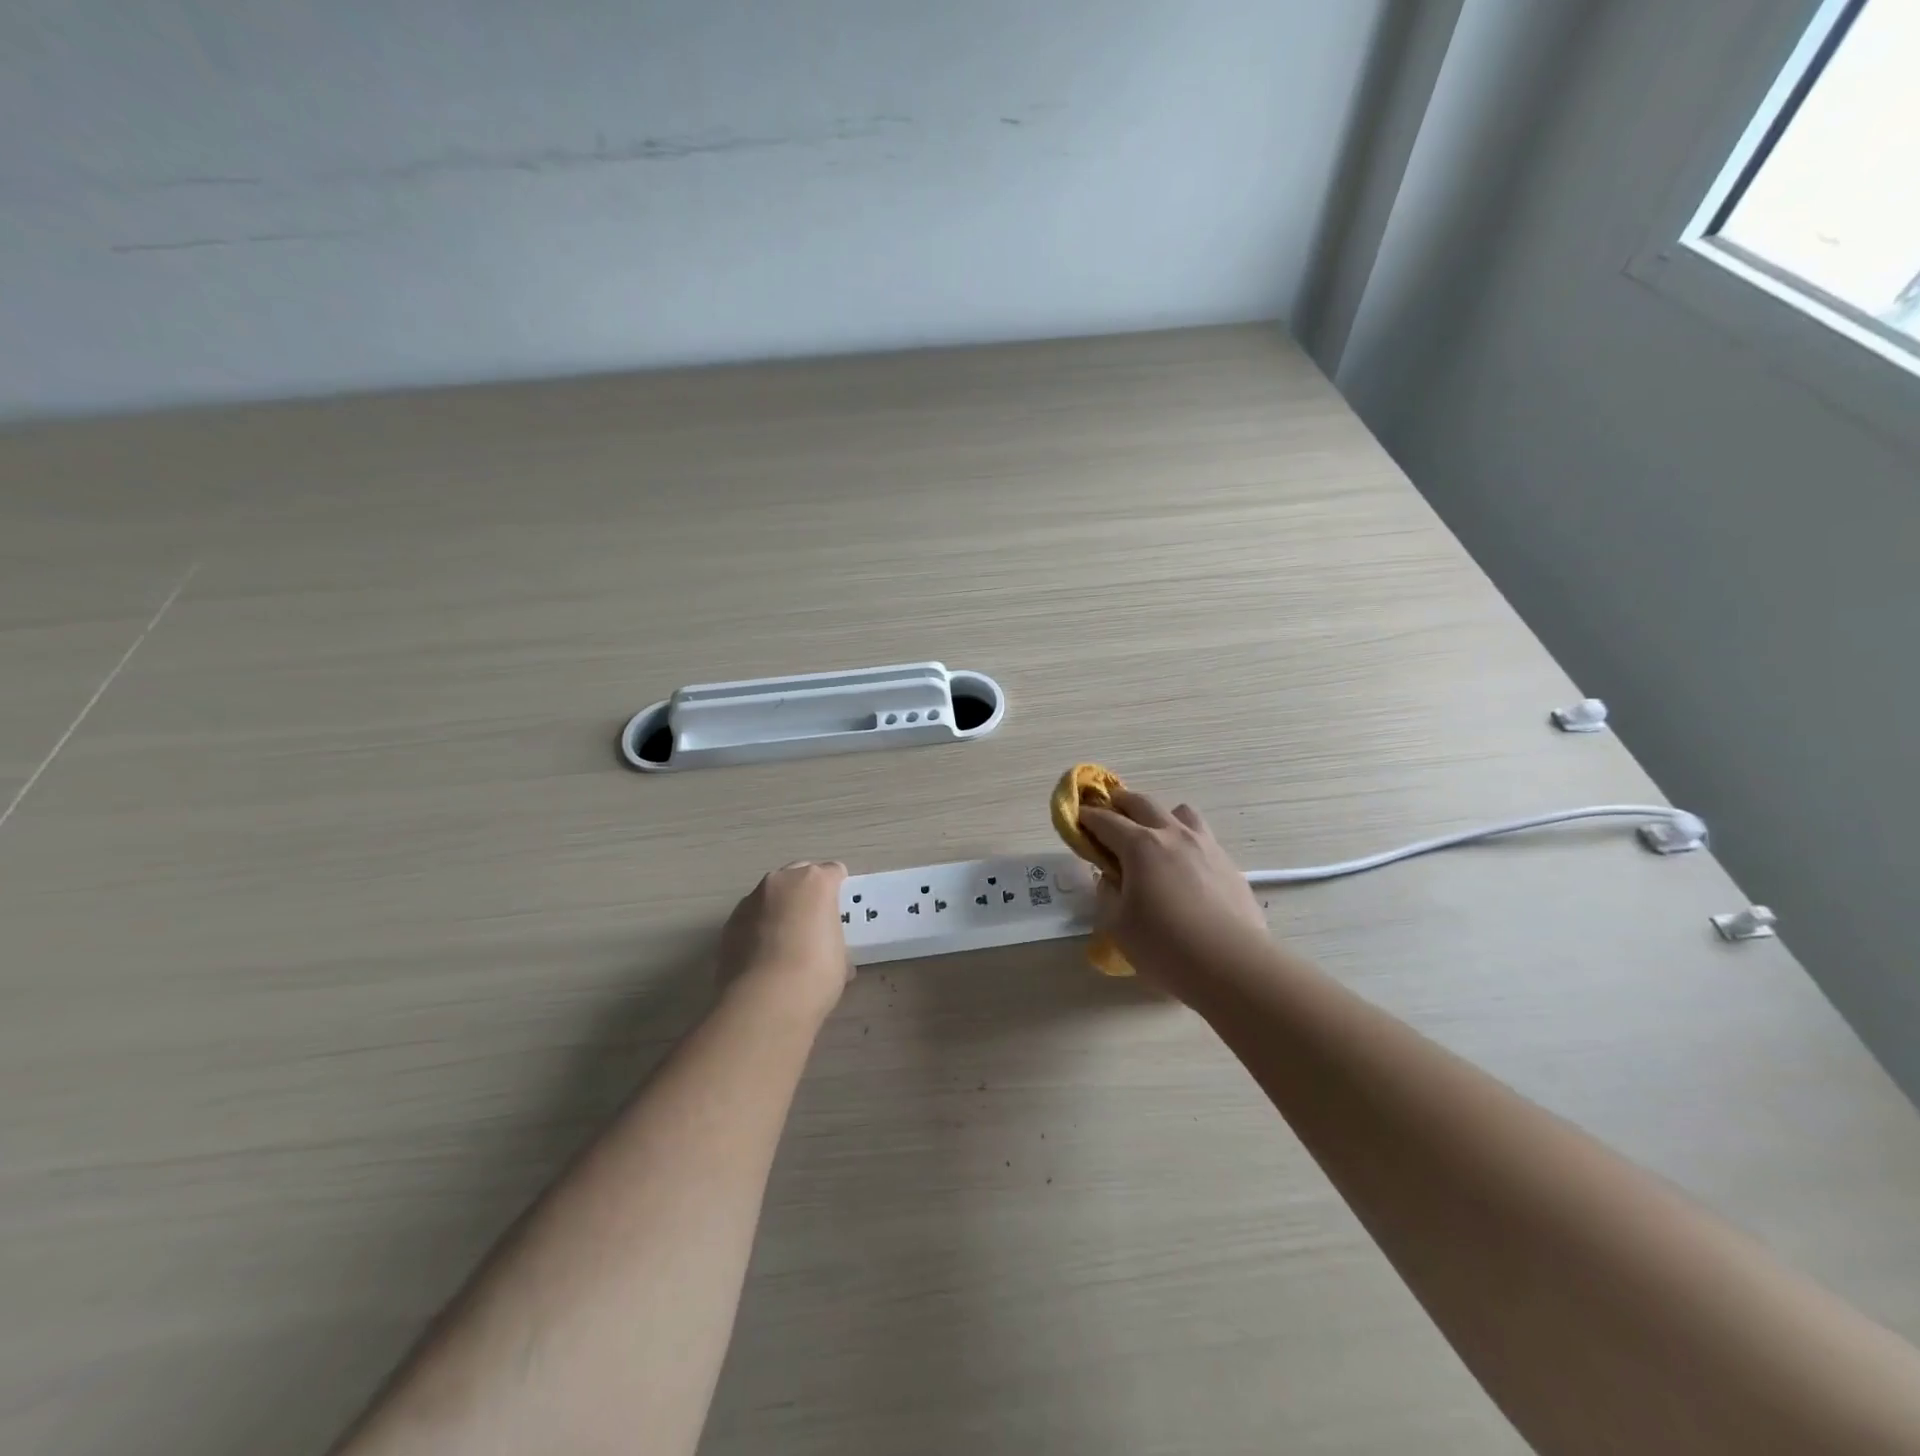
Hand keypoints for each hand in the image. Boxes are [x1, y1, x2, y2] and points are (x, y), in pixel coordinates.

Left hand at [718, 861, 851, 1022]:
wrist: (766, 1001)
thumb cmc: (816, 973)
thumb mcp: (840, 956)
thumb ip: (832, 939)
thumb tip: (826, 951)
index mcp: (816, 882)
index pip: (833, 872)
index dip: (837, 890)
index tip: (838, 910)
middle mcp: (782, 881)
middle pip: (798, 876)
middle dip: (805, 894)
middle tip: (812, 923)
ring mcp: (751, 900)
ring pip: (771, 896)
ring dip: (778, 910)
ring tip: (783, 943)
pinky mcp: (729, 922)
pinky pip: (750, 918)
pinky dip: (757, 929)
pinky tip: (762, 957)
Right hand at [1080, 791, 1270, 994]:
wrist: (1234, 966)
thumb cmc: (1166, 947)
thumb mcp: (1118, 925)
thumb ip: (1107, 894)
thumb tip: (1111, 878)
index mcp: (1140, 846)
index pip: (1106, 821)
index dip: (1087, 817)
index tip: (1077, 818)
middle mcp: (1173, 835)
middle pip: (1142, 803)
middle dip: (1120, 802)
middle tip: (1108, 811)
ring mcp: (1205, 846)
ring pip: (1180, 812)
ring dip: (1160, 815)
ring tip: (1153, 835)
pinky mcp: (1228, 864)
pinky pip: (1202, 837)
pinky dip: (1185, 840)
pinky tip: (1183, 867)